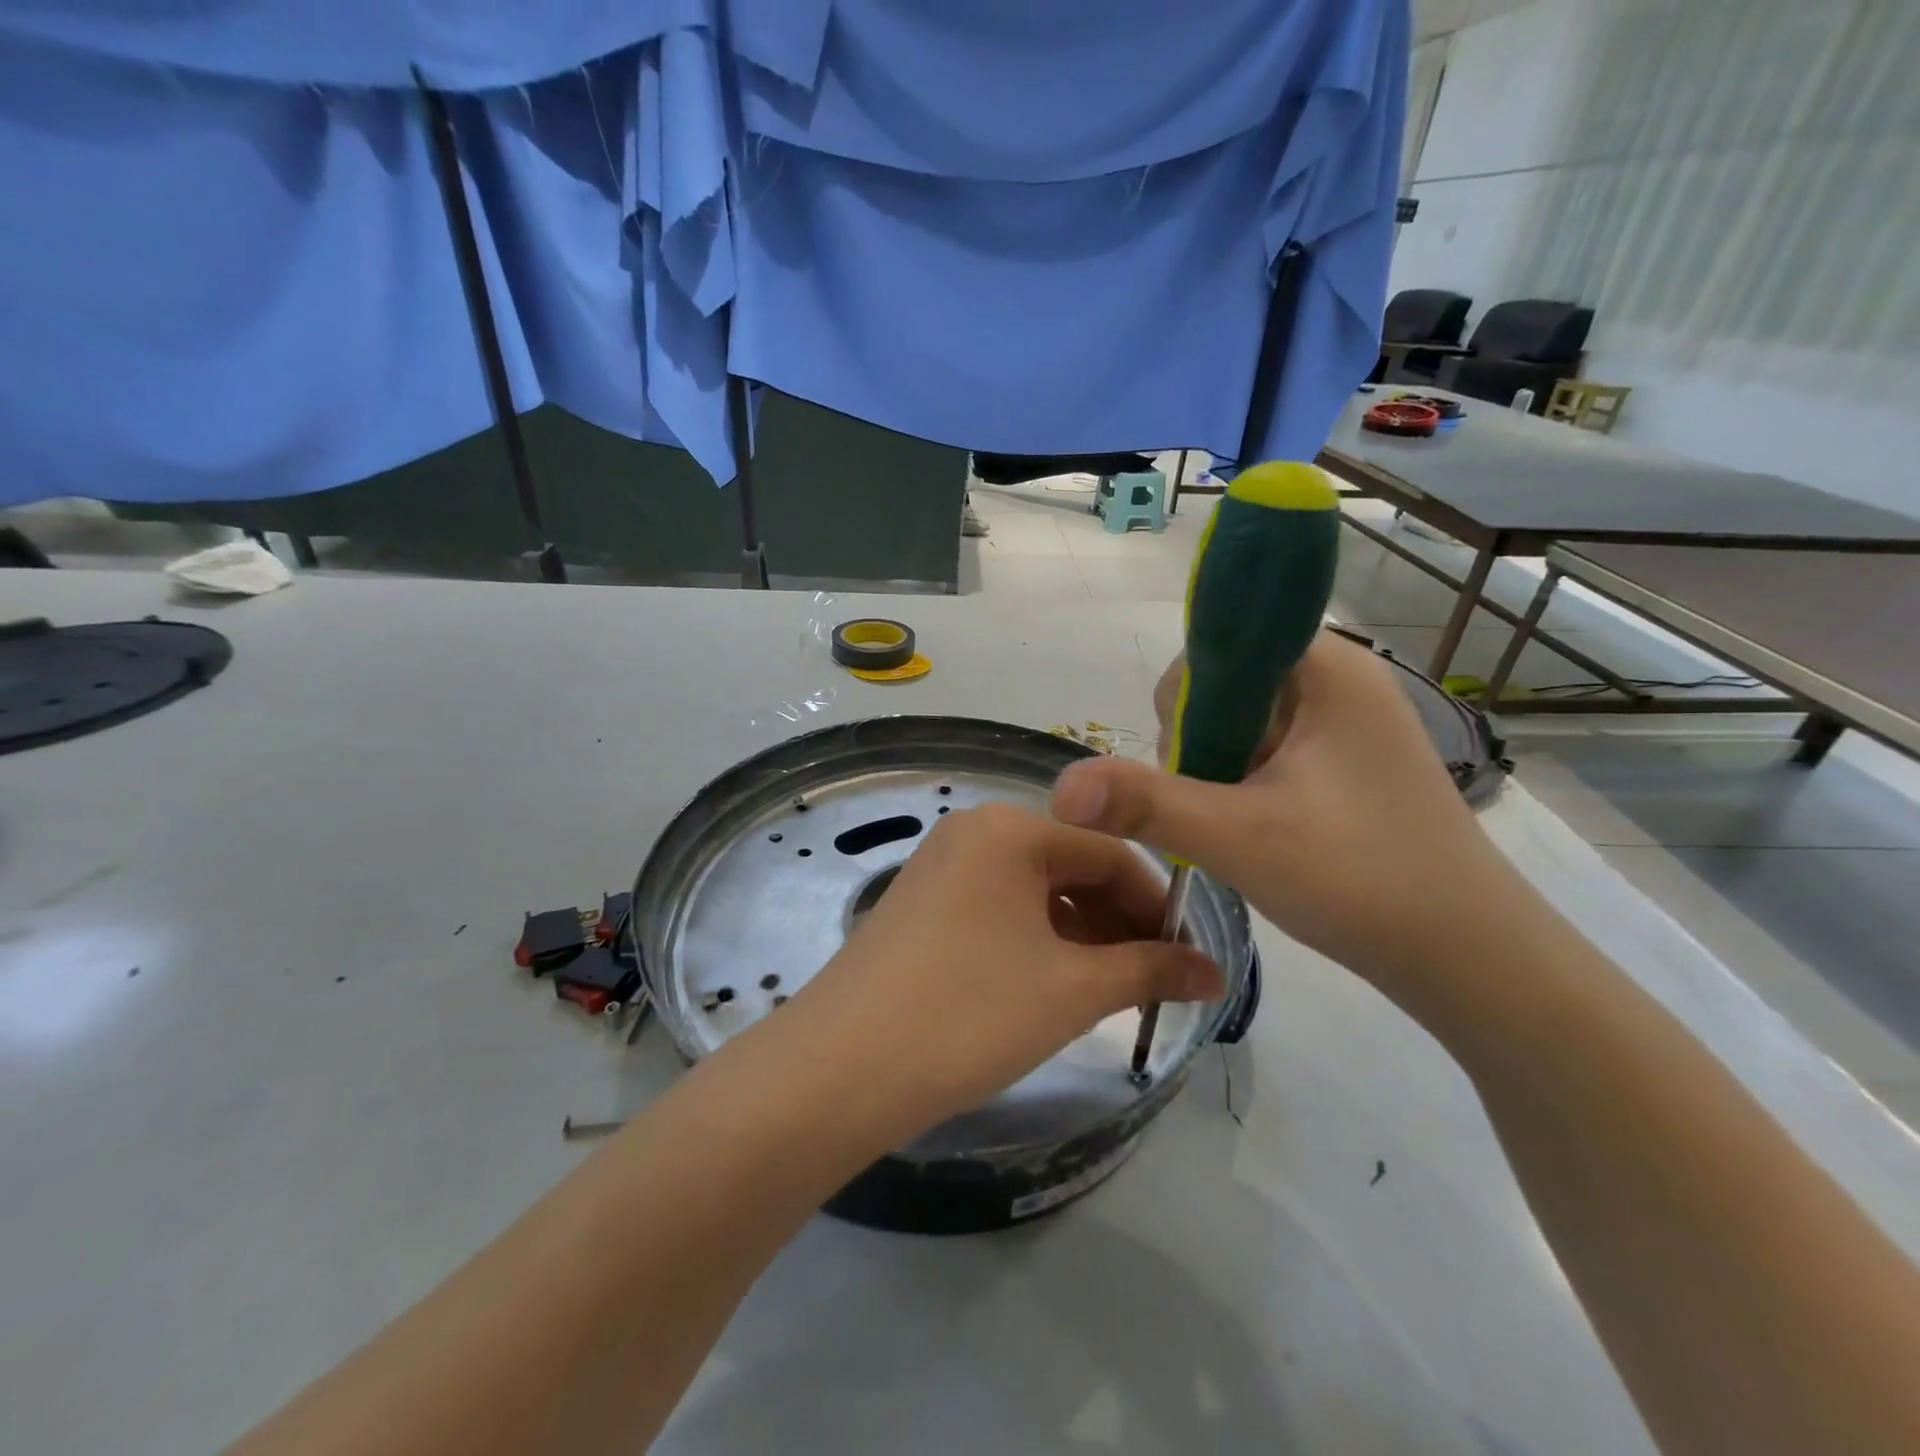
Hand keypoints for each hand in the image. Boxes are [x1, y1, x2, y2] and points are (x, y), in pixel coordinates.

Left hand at [781, 803, 1222, 1136]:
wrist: (839, 1068)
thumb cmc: (970, 1012)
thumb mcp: (1072, 990)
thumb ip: (1151, 971)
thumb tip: (1217, 973)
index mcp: (1010, 829)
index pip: (1110, 852)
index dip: (1158, 905)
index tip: (1190, 958)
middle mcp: (972, 832)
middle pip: (1070, 867)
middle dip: (1118, 922)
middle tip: (1153, 982)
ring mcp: (940, 867)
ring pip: (1033, 892)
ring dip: (1079, 935)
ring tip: (1108, 991)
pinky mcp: (919, 905)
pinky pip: (997, 910)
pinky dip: (1035, 942)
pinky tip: (1051, 986)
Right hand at [1050, 631, 1521, 990]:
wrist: (1469, 958)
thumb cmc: (1363, 881)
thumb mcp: (1241, 838)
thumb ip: (1145, 803)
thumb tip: (1059, 785)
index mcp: (1326, 668)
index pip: (1220, 642)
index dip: (1188, 699)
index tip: (1193, 765)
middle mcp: (1337, 680)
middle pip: (1224, 684)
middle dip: (1200, 744)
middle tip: (1218, 808)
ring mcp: (1343, 723)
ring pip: (1240, 723)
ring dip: (1218, 771)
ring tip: (1239, 828)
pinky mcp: (1342, 762)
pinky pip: (1265, 752)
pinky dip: (1242, 785)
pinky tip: (1254, 830)